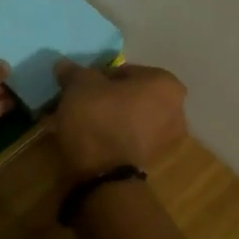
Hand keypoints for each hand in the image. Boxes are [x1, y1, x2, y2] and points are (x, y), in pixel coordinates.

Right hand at [48, 60, 188, 180]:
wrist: (104, 174)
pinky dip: (109, 135)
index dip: (99, 76)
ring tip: (76, 122)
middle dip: (104, 98)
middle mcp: (175, 109)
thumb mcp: (80, 85)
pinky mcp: (151, 161)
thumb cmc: (99, 116)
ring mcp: (166, 138)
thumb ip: (74, 72)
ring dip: (105, 117)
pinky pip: (127, 138)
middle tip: (78, 102)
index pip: (126, 71)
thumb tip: (63, 65)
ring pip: (127, 118)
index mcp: (165, 84)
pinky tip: (84, 138)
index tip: (81, 86)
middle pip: (129, 96)